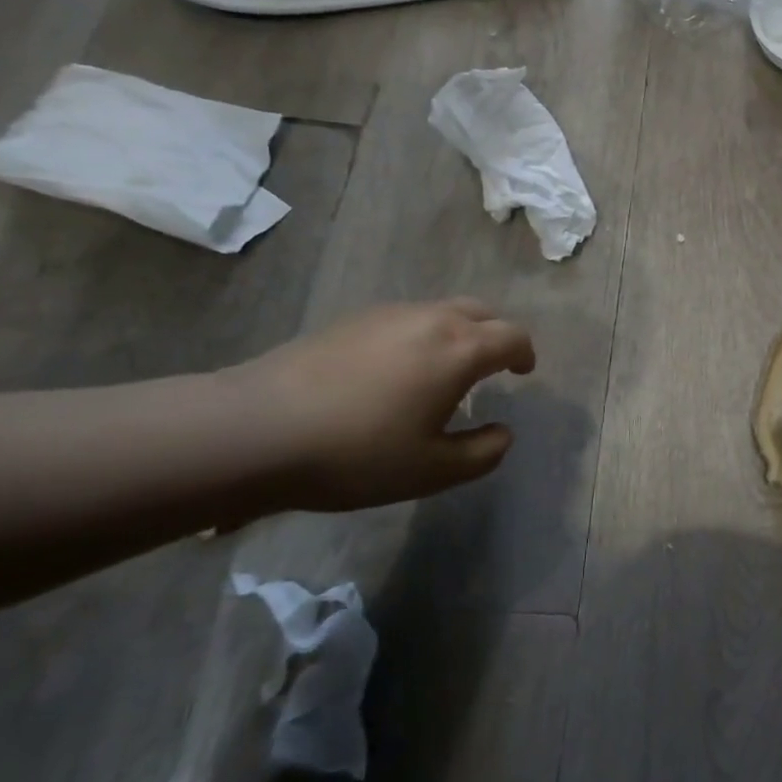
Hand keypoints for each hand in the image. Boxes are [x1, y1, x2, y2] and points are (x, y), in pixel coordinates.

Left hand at [232, 298, 535, 512]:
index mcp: (460, 350)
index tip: (523, 373)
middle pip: (481, 311)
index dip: (525, 354)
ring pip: (441, 311)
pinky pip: (406, 318)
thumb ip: (482, 454)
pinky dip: (421, 334)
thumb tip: (504, 433)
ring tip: (443, 369)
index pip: (512, 336)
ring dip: (457, 332)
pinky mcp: (351, 320)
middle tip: (492, 366)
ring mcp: (388, 314)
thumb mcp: (432, 471)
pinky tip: (396, 370)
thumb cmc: (357, 452)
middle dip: (495, 335)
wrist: (256, 429)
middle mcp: (431, 319)